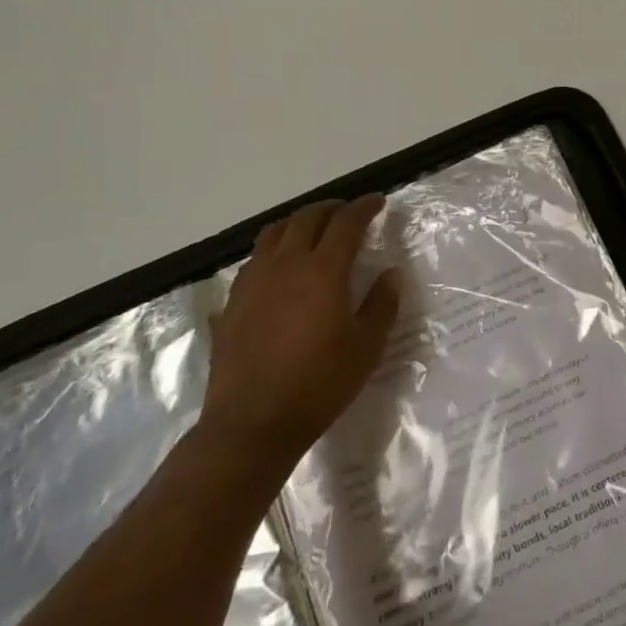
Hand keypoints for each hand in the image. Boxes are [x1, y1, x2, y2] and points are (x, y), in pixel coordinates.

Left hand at [199, 196, 402, 463]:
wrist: (252, 423)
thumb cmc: (319, 384)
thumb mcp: (366, 347)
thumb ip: (382, 304)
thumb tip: (391, 274)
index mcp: (323, 270)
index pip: (346, 222)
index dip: (364, 207)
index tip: (377, 202)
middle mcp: (286, 264)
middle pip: (307, 218)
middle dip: (331, 208)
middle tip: (348, 212)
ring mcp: (254, 281)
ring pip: (275, 232)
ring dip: (298, 222)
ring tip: (312, 229)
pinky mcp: (233, 301)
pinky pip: (255, 258)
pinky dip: (274, 249)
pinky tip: (280, 267)